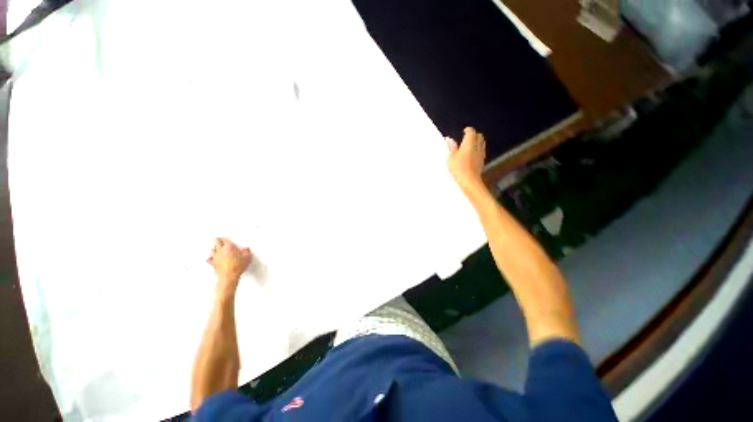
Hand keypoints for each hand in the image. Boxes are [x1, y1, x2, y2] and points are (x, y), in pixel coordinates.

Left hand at [207, 238, 251, 291]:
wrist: (229, 276)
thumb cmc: (237, 267)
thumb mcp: (247, 258)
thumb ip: (247, 252)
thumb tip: (246, 250)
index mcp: (229, 248)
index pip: (225, 240)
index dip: (225, 238)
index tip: (225, 238)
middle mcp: (221, 251)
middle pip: (217, 243)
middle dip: (217, 240)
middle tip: (218, 239)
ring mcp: (216, 257)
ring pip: (212, 250)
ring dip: (214, 248)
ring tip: (214, 247)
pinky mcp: (213, 264)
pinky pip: (209, 259)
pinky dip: (210, 258)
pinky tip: (210, 258)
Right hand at [446, 127, 486, 194]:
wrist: (470, 180)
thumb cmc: (459, 168)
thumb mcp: (452, 157)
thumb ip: (451, 147)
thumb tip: (449, 139)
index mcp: (469, 143)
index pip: (471, 132)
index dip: (468, 130)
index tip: (464, 131)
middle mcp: (477, 146)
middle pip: (479, 136)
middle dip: (474, 134)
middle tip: (467, 137)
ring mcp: (481, 153)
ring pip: (482, 143)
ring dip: (477, 141)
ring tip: (470, 145)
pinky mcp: (482, 160)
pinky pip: (482, 150)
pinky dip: (478, 149)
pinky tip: (473, 154)